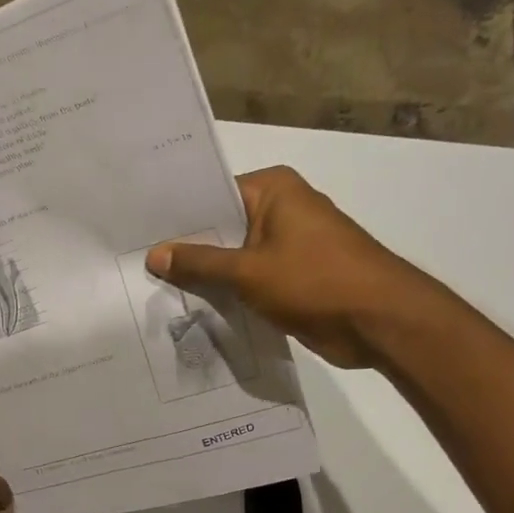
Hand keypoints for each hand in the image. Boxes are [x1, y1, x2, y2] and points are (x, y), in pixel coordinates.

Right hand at [145, 166, 433, 368]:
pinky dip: (226, 294)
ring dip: (204, 276)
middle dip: (185, 249)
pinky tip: (189, 307)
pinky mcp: (290, 278)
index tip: (136, 232)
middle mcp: (280, 210)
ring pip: (232, 258)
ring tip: (152, 288)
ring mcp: (287, 246)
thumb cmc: (316, 281)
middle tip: (135, 264)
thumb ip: (200, 263)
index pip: (211, 195)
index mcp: (274, 190)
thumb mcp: (248, 271)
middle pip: (220, 227)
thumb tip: (154, 254)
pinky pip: (247, 281)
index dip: (176, 216)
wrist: (378, 321)